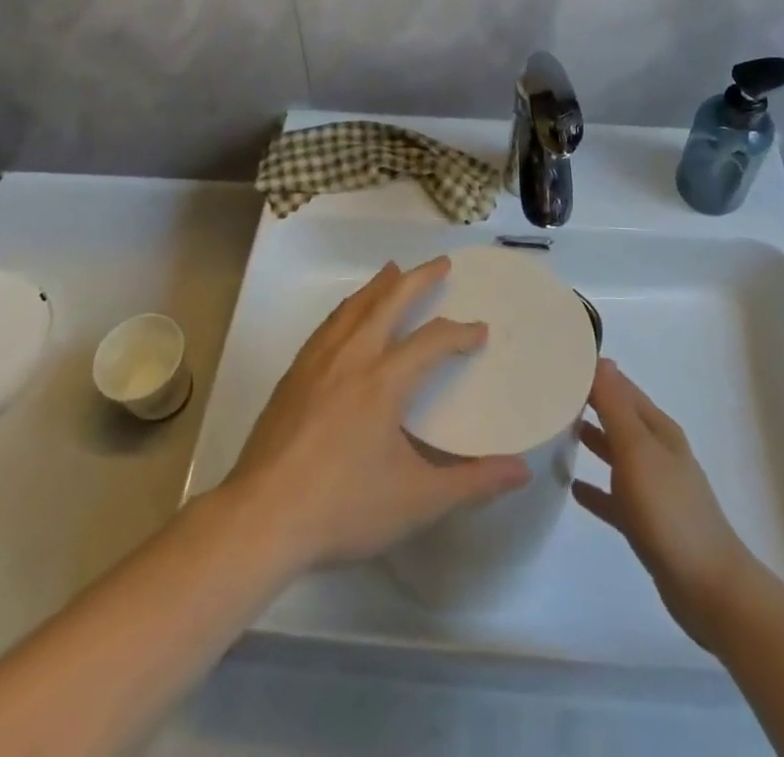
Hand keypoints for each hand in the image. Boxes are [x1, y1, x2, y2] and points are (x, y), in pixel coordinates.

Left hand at [223, 256, 531, 571]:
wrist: (261, 519)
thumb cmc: (343, 508)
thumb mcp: (417, 501)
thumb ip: (473, 483)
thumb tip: (522, 470)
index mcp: (384, 380)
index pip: (432, 341)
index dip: (460, 333)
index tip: (479, 331)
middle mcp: (351, 357)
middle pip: (389, 302)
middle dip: (418, 279)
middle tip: (440, 263)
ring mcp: (317, 362)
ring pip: (353, 307)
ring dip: (379, 286)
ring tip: (393, 271)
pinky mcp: (293, 375)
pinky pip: (328, 325)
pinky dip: (348, 308)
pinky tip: (347, 316)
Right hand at [573, 358, 756, 652]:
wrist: (709, 589)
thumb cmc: (669, 511)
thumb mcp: (637, 451)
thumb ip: (616, 407)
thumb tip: (601, 359)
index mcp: (658, 430)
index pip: (621, 388)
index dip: (594, 374)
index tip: (559, 362)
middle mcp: (657, 452)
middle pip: (619, 418)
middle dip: (589, 403)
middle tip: (548, 393)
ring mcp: (654, 489)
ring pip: (616, 454)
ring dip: (592, 441)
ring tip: (555, 431)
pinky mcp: (647, 523)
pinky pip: (614, 496)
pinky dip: (595, 488)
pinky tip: (572, 489)